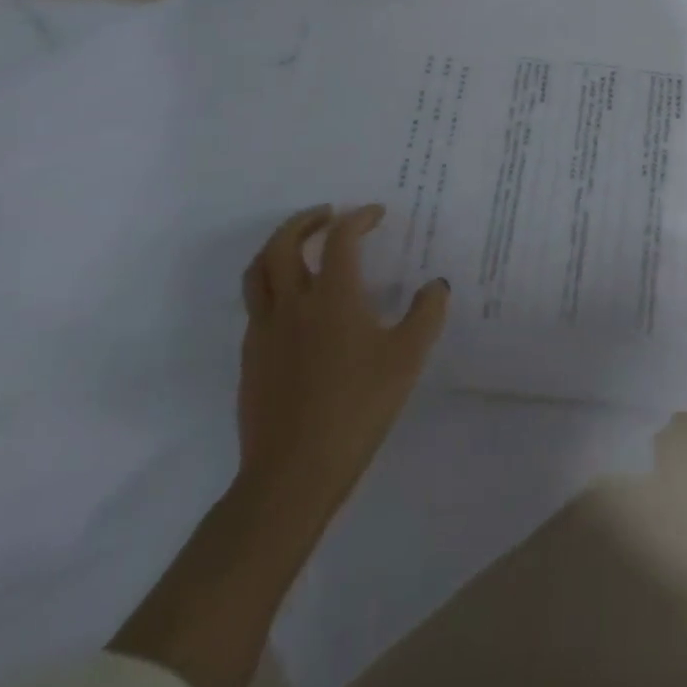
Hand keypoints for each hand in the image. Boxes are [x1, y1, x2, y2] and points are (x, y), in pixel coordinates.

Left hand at [237, 204, 449, 514]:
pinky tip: (295, 303)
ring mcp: (265, 332)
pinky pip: (256, 305)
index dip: (358, 219)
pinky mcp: (250, 359)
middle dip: (306, 221)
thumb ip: (426, 314)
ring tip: (300, 245)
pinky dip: (272, 284)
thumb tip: (435, 285)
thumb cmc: (358, 407)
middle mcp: (293, 304)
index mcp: (333, 297)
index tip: (375, 214)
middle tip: (328, 215)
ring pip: (259, 271)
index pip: (340, 239)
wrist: (293, 473)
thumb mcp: (408, 358)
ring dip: (279, 246)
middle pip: (284, 244)